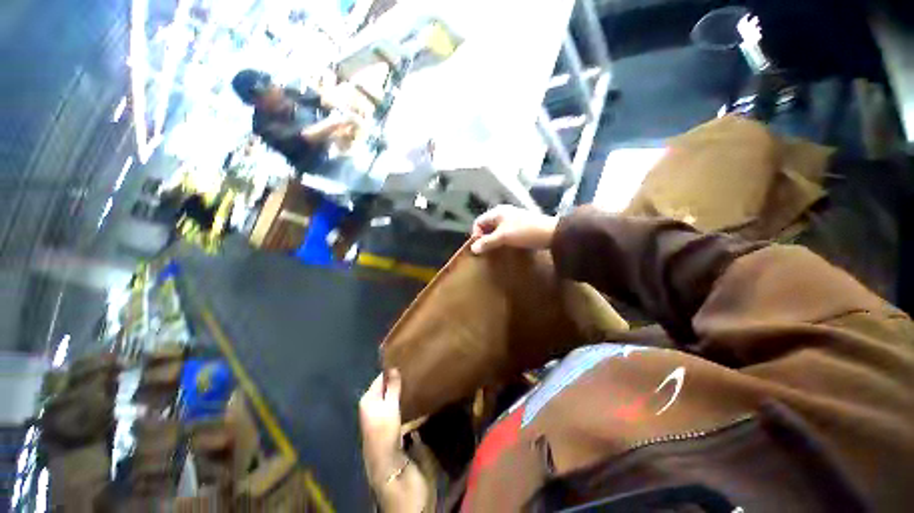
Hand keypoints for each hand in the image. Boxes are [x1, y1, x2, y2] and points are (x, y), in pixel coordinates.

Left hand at [359, 370, 427, 510]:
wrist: (391, 470)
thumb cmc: (386, 435)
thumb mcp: (389, 408)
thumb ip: (392, 388)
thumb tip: (393, 366)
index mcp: (368, 402)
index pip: (380, 378)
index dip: (391, 369)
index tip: (407, 357)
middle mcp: (374, 408)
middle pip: (387, 388)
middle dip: (399, 378)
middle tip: (415, 366)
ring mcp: (384, 418)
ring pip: (394, 397)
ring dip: (404, 389)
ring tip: (419, 377)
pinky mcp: (394, 426)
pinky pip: (401, 407)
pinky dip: (407, 400)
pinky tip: (418, 395)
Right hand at [471, 205, 557, 254]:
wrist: (551, 233)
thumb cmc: (524, 232)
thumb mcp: (503, 237)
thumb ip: (487, 242)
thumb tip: (473, 249)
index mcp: (497, 212)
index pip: (479, 222)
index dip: (476, 234)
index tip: (479, 247)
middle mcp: (503, 213)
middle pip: (487, 225)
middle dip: (485, 238)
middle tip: (486, 251)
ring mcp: (512, 219)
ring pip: (497, 230)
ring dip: (494, 240)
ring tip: (495, 251)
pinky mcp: (520, 226)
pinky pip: (506, 233)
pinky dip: (503, 240)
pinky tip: (506, 248)